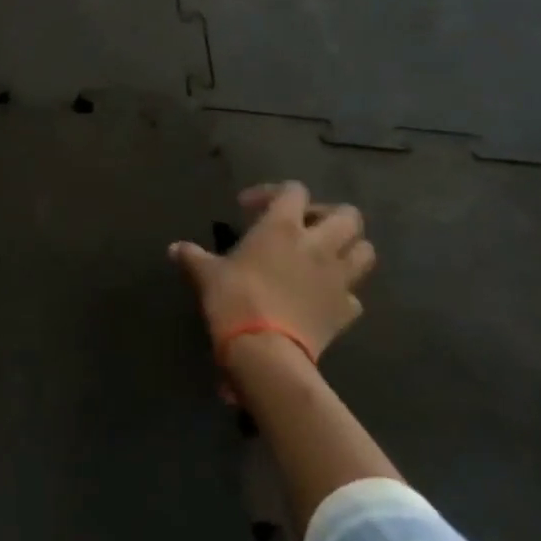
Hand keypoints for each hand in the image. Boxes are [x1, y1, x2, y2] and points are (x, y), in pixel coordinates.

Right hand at [169, 181, 376, 390]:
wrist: (265, 349)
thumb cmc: (233, 299)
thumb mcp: (205, 274)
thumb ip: (192, 257)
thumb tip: (174, 248)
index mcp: (283, 226)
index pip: (293, 190)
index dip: (273, 192)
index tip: (248, 207)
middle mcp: (318, 244)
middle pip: (347, 215)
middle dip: (328, 215)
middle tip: (303, 227)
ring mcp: (339, 278)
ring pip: (365, 250)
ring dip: (348, 248)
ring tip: (324, 257)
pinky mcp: (347, 310)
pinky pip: (354, 295)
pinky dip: (342, 292)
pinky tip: (323, 298)